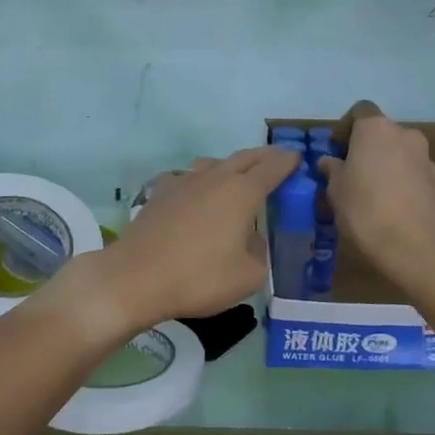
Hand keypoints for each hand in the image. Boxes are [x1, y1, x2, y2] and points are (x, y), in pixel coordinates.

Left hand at [58, 146, 298, 344]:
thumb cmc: (198, 277)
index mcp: (242, 192)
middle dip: (264, 157)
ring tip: (238, 177)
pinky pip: (187, 178)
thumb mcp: (248, 277)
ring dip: (231, 165)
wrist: (135, 277)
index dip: (288, 162)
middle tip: (277, 161)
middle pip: (244, 158)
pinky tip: (196, 195)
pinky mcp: (160, 193)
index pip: (273, 167)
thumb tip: (251, 240)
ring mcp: (184, 182)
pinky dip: (200, 181)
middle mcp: (214, 177)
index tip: (298, 160)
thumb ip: (259, 253)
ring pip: (214, 164)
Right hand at [320, 102, 434, 295]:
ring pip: (398, 153)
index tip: (336, 151)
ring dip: (384, 165)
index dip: (346, 128)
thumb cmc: (365, 210)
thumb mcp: (335, 190)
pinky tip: (388, 206)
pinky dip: (399, 181)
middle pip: (381, 133)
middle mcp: (404, 134)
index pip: (359, 112)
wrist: (414, 247)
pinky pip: (411, 173)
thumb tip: (330, 162)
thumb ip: (332, 169)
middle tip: (350, 173)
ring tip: (369, 193)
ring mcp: (425, 158)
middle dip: (366, 148)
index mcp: (376, 128)